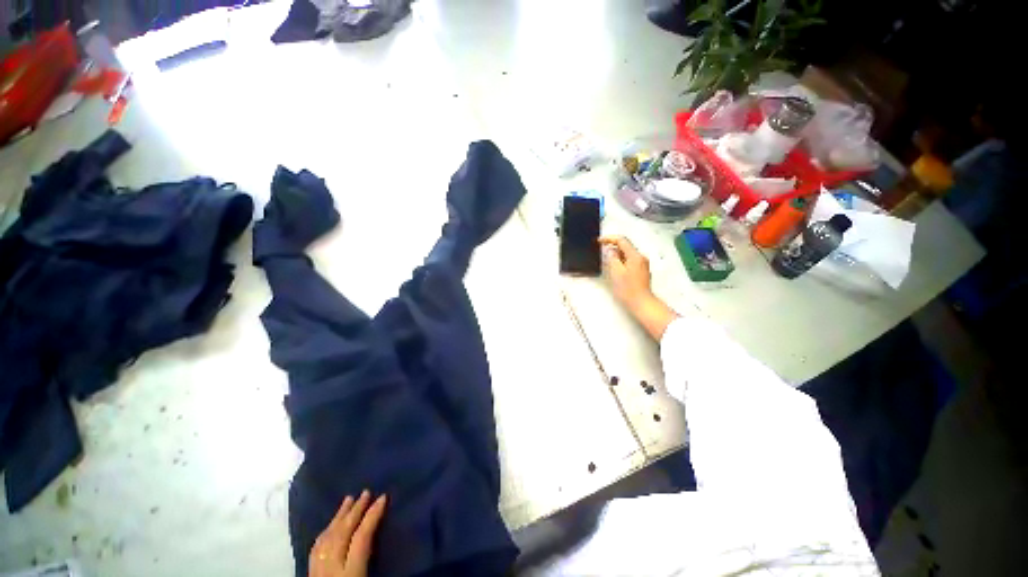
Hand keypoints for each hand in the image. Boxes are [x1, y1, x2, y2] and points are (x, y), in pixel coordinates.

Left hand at [309, 491, 387, 576]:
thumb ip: (373, 564)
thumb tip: (385, 544)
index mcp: (349, 576)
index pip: (361, 539)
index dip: (372, 517)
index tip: (383, 497)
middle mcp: (330, 571)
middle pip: (341, 534)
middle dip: (354, 512)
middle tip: (366, 492)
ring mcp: (316, 573)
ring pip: (325, 538)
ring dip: (338, 517)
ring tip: (348, 500)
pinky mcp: (308, 576)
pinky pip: (315, 548)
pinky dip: (325, 532)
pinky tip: (330, 525)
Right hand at [600, 236, 677, 339]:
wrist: (641, 303)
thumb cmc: (628, 289)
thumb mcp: (616, 272)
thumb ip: (612, 258)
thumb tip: (610, 251)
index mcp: (635, 256)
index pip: (622, 240)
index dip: (609, 239)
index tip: (600, 241)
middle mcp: (641, 258)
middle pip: (625, 246)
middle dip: (613, 247)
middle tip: (602, 252)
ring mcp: (642, 264)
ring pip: (627, 254)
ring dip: (617, 255)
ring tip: (608, 263)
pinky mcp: (641, 271)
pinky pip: (629, 261)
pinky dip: (621, 261)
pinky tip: (616, 269)